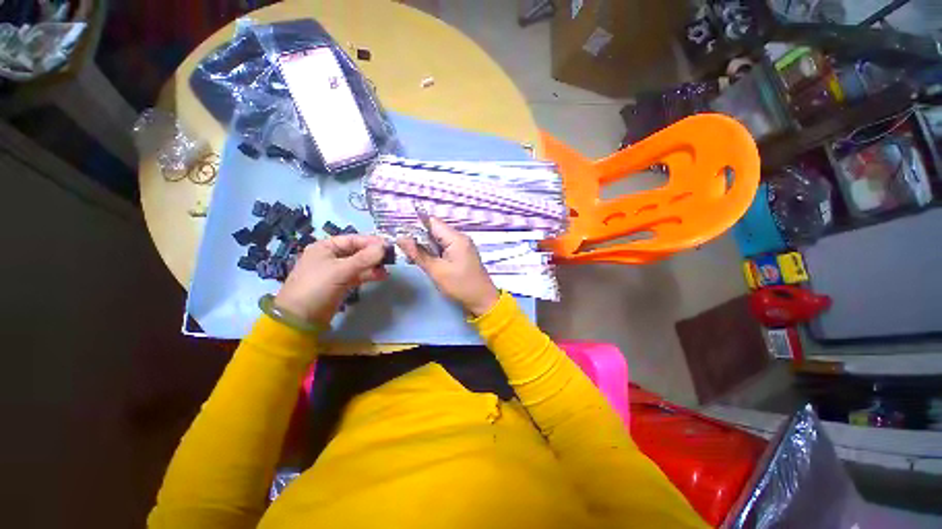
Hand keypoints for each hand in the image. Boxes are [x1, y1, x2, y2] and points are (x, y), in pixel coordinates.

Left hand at [275, 235, 388, 324]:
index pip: (353, 239)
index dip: (371, 241)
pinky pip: (358, 275)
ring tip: (387, 269)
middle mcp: (331, 256)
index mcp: (325, 247)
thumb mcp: (340, 270)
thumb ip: (364, 258)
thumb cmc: (317, 287)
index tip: (388, 245)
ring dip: (373, 265)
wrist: (300, 318)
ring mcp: (336, 271)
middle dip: (373, 254)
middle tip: (391, 257)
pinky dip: (369, 275)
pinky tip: (382, 276)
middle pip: (357, 251)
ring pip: (359, 264)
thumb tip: (384, 247)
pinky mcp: (341, 284)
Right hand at [397, 217, 498, 316]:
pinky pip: (445, 248)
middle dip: (419, 239)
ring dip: (426, 247)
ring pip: (438, 240)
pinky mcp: (462, 254)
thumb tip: (400, 238)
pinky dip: (434, 253)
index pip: (432, 222)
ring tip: (413, 259)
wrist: (482, 301)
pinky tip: (426, 262)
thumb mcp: (436, 271)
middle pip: (435, 230)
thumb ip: (418, 253)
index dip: (415, 226)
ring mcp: (462, 246)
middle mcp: (460, 238)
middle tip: (405, 251)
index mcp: (456, 238)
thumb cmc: (460, 286)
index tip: (401, 236)